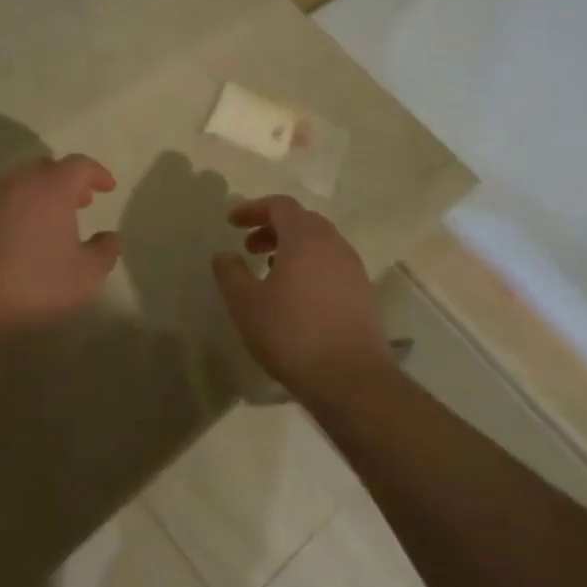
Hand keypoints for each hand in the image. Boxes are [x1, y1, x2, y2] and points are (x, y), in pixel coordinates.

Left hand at [0, 155, 120, 344]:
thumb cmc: (40, 284)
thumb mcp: (88, 273)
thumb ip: (106, 250)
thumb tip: (110, 236)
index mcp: (52, 188)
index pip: (79, 164)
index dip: (97, 173)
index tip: (108, 188)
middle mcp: (22, 183)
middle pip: (49, 167)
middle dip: (69, 179)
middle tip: (83, 201)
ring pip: (24, 180)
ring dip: (44, 190)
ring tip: (56, 217)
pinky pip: (7, 198)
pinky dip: (23, 204)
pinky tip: (29, 231)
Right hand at [211, 196, 387, 400]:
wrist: (351, 380)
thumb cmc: (291, 334)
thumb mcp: (245, 303)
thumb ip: (230, 273)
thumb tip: (223, 255)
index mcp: (305, 238)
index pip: (280, 206)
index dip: (253, 209)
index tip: (231, 222)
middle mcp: (334, 245)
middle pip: (302, 221)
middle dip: (272, 227)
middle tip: (248, 247)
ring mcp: (353, 269)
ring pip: (319, 243)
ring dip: (291, 247)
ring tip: (269, 270)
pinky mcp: (362, 294)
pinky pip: (331, 264)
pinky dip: (309, 265)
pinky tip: (295, 294)